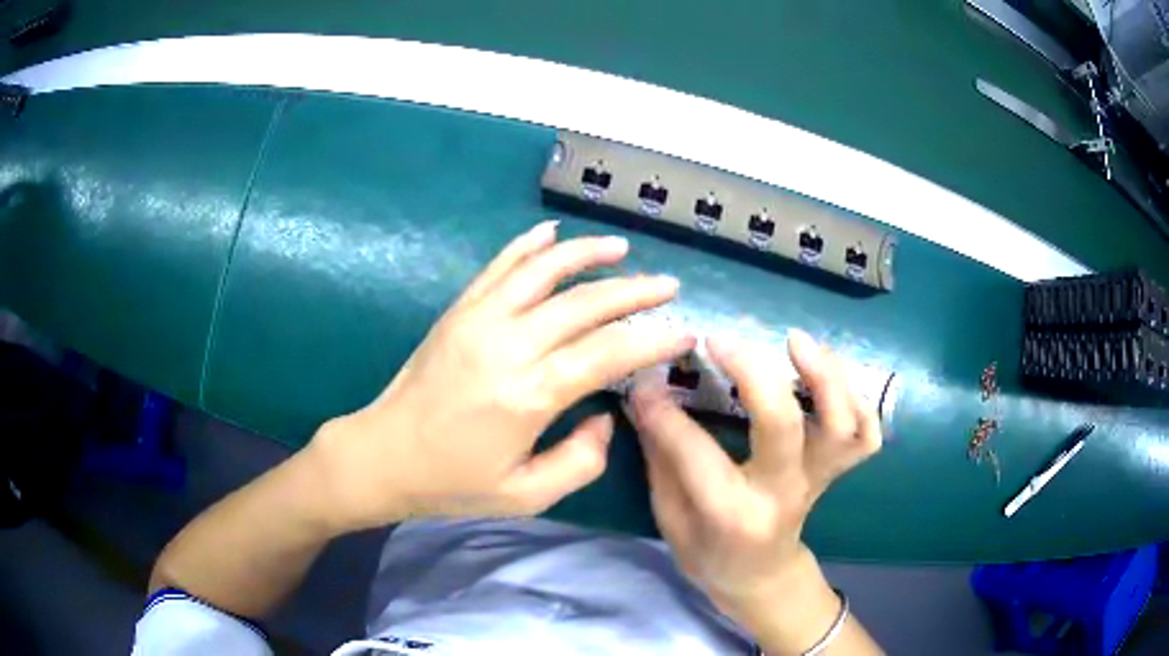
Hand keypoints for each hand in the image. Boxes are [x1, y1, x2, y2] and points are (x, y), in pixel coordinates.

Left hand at [308, 221, 694, 531]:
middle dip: (635, 291)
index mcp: (529, 394)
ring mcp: (479, 319)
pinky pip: (498, 266)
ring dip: (586, 253)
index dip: (653, 339)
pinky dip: (527, 244)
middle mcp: (508, 345)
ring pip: (543, 271)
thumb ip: (580, 461)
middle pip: (584, 303)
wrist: (382, 456)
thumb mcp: (525, 496)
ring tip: (621, 247)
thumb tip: (606, 417)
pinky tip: (551, 232)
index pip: (608, 352)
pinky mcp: (459, 311)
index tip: (684, 332)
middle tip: (669, 286)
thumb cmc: (453, 483)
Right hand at [626, 330, 880, 647]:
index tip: (644, 383)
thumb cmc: (708, 553)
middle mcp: (783, 493)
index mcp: (732, 515)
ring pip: (841, 424)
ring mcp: (817, 479)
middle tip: (722, 341)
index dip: (664, 413)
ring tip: (795, 340)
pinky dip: (862, 400)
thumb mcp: (670, 518)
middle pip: (783, 426)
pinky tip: (832, 373)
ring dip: (825, 375)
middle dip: (753, 373)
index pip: (696, 453)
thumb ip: (661, 458)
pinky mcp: (835, 470)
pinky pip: (867, 434)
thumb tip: (645, 395)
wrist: (760, 576)